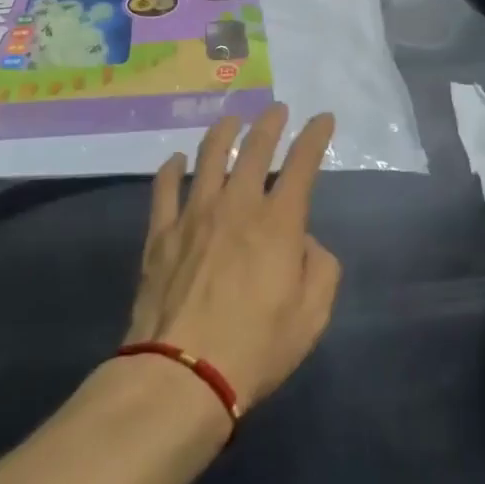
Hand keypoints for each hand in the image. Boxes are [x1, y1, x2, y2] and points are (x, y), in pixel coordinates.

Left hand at [126, 105, 341, 413]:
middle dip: (269, 123)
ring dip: (223, 133)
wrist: (182, 374)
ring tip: (231, 120)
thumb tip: (304, 242)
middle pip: (255, 149)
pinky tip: (176, 160)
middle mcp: (236, 205)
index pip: (302, 165)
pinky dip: (171, 169)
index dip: (315, 137)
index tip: (323, 118)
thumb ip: (320, 269)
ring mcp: (194, 215)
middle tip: (276, 109)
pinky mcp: (161, 233)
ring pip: (209, 157)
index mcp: (278, 222)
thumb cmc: (256, 348)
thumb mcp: (312, 316)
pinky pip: (164, 189)